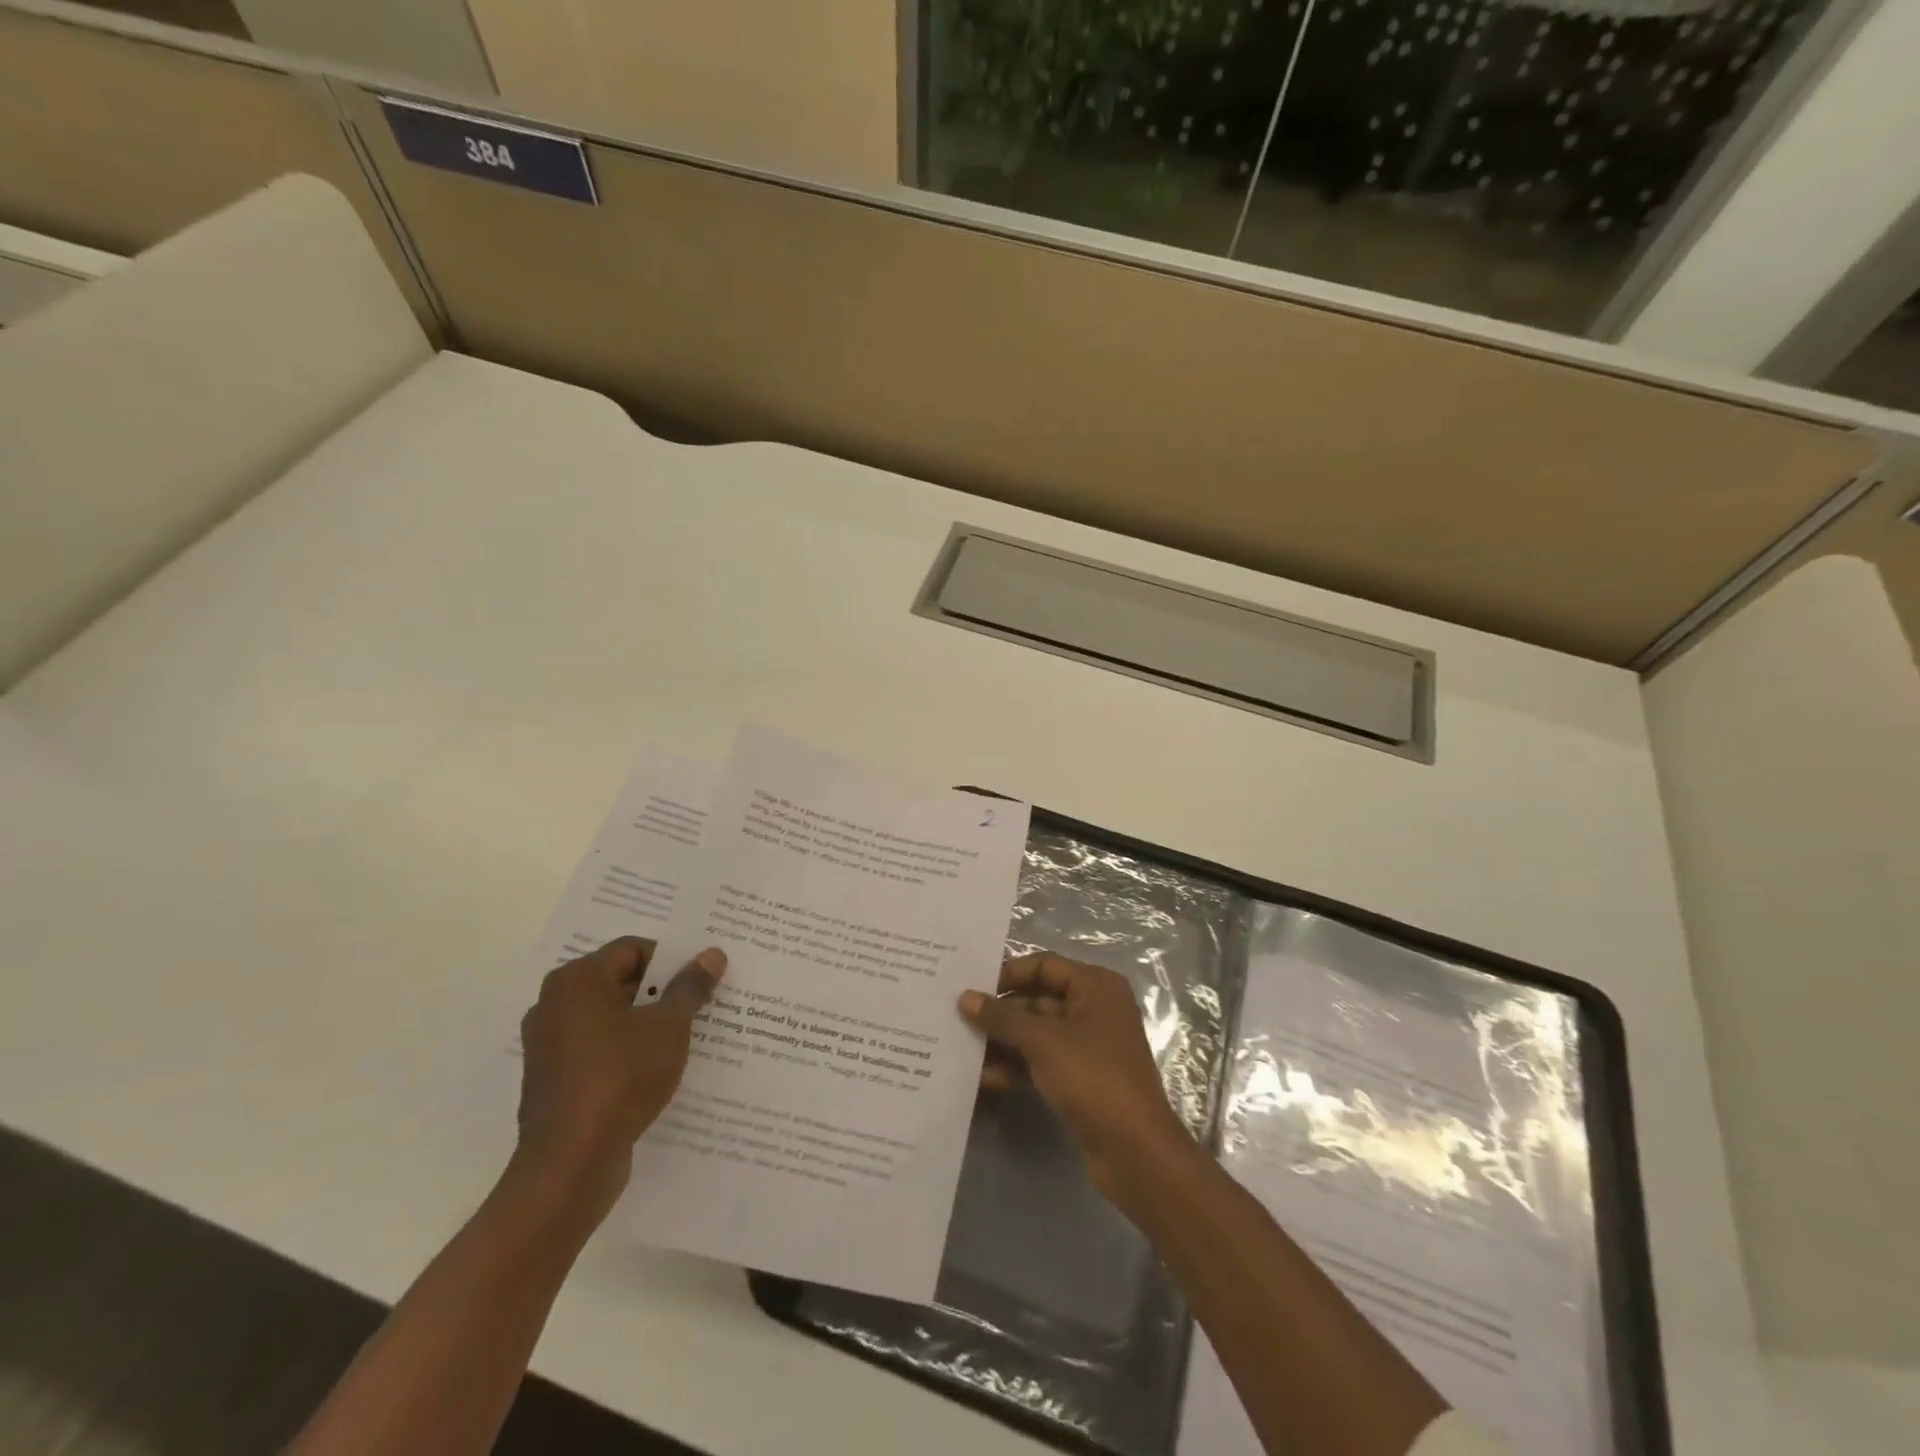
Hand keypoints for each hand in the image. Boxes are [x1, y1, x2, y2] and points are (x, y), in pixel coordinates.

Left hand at [514, 937, 726, 1223]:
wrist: (571, 1162)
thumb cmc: (622, 1077)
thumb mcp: (669, 1026)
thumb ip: (690, 987)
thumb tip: (712, 954)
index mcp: (577, 980)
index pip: (632, 949)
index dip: (671, 959)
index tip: (701, 977)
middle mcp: (554, 1004)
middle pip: (619, 981)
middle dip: (660, 990)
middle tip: (699, 1001)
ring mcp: (548, 1044)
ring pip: (609, 1017)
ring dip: (645, 1021)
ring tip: (684, 1034)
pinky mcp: (552, 1079)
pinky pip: (596, 1048)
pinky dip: (625, 1049)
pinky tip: (657, 1066)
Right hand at [959, 952, 1197, 1210]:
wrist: (1135, 1150)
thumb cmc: (1092, 1077)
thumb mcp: (1042, 1041)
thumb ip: (1001, 1017)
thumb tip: (965, 997)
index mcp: (1095, 986)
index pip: (1044, 965)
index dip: (1007, 973)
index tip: (971, 986)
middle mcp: (1094, 1008)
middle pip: (1038, 1000)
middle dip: (1000, 1012)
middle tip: (958, 1018)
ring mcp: (1089, 1046)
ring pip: (1037, 1033)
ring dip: (1003, 1042)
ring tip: (962, 1049)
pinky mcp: (1082, 1079)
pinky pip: (1042, 1061)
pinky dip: (1016, 1066)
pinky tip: (983, 1078)